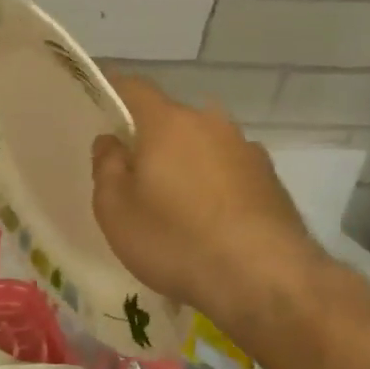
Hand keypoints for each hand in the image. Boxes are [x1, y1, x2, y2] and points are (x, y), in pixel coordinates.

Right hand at [91, 75, 325, 337]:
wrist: (265, 280)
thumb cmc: (175, 239)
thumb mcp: (115, 208)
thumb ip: (107, 166)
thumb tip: (112, 141)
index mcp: (168, 122)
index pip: (134, 87)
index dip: (113, 89)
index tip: (98, 100)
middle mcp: (211, 124)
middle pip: (171, 119)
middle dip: (150, 138)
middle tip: (132, 172)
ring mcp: (247, 150)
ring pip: (202, 146)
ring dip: (184, 163)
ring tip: (172, 204)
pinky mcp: (271, 181)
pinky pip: (228, 172)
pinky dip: (212, 186)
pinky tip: (206, 222)